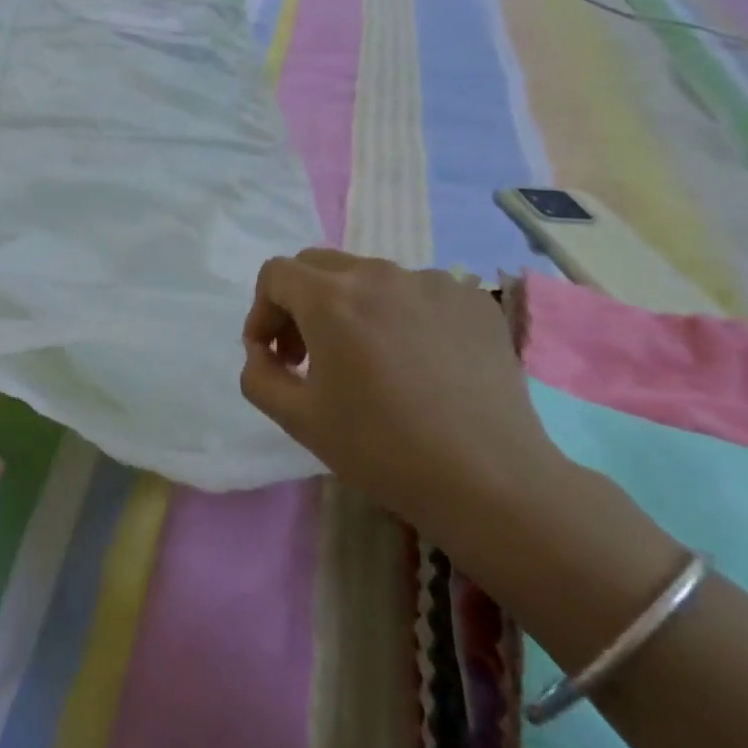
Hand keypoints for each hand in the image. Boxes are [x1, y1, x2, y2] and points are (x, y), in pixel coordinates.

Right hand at [239, 251, 565, 545]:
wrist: (489, 480)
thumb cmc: (381, 449)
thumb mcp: (297, 418)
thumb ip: (258, 374)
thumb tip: (262, 351)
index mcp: (331, 298)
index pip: (276, 273)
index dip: (262, 311)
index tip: (273, 354)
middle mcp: (380, 275)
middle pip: (319, 266)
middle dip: (300, 303)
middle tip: (308, 356)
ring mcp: (434, 283)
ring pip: (369, 278)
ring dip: (350, 309)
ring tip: (367, 362)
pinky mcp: (474, 301)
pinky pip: (417, 293)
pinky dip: (399, 316)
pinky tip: (416, 364)